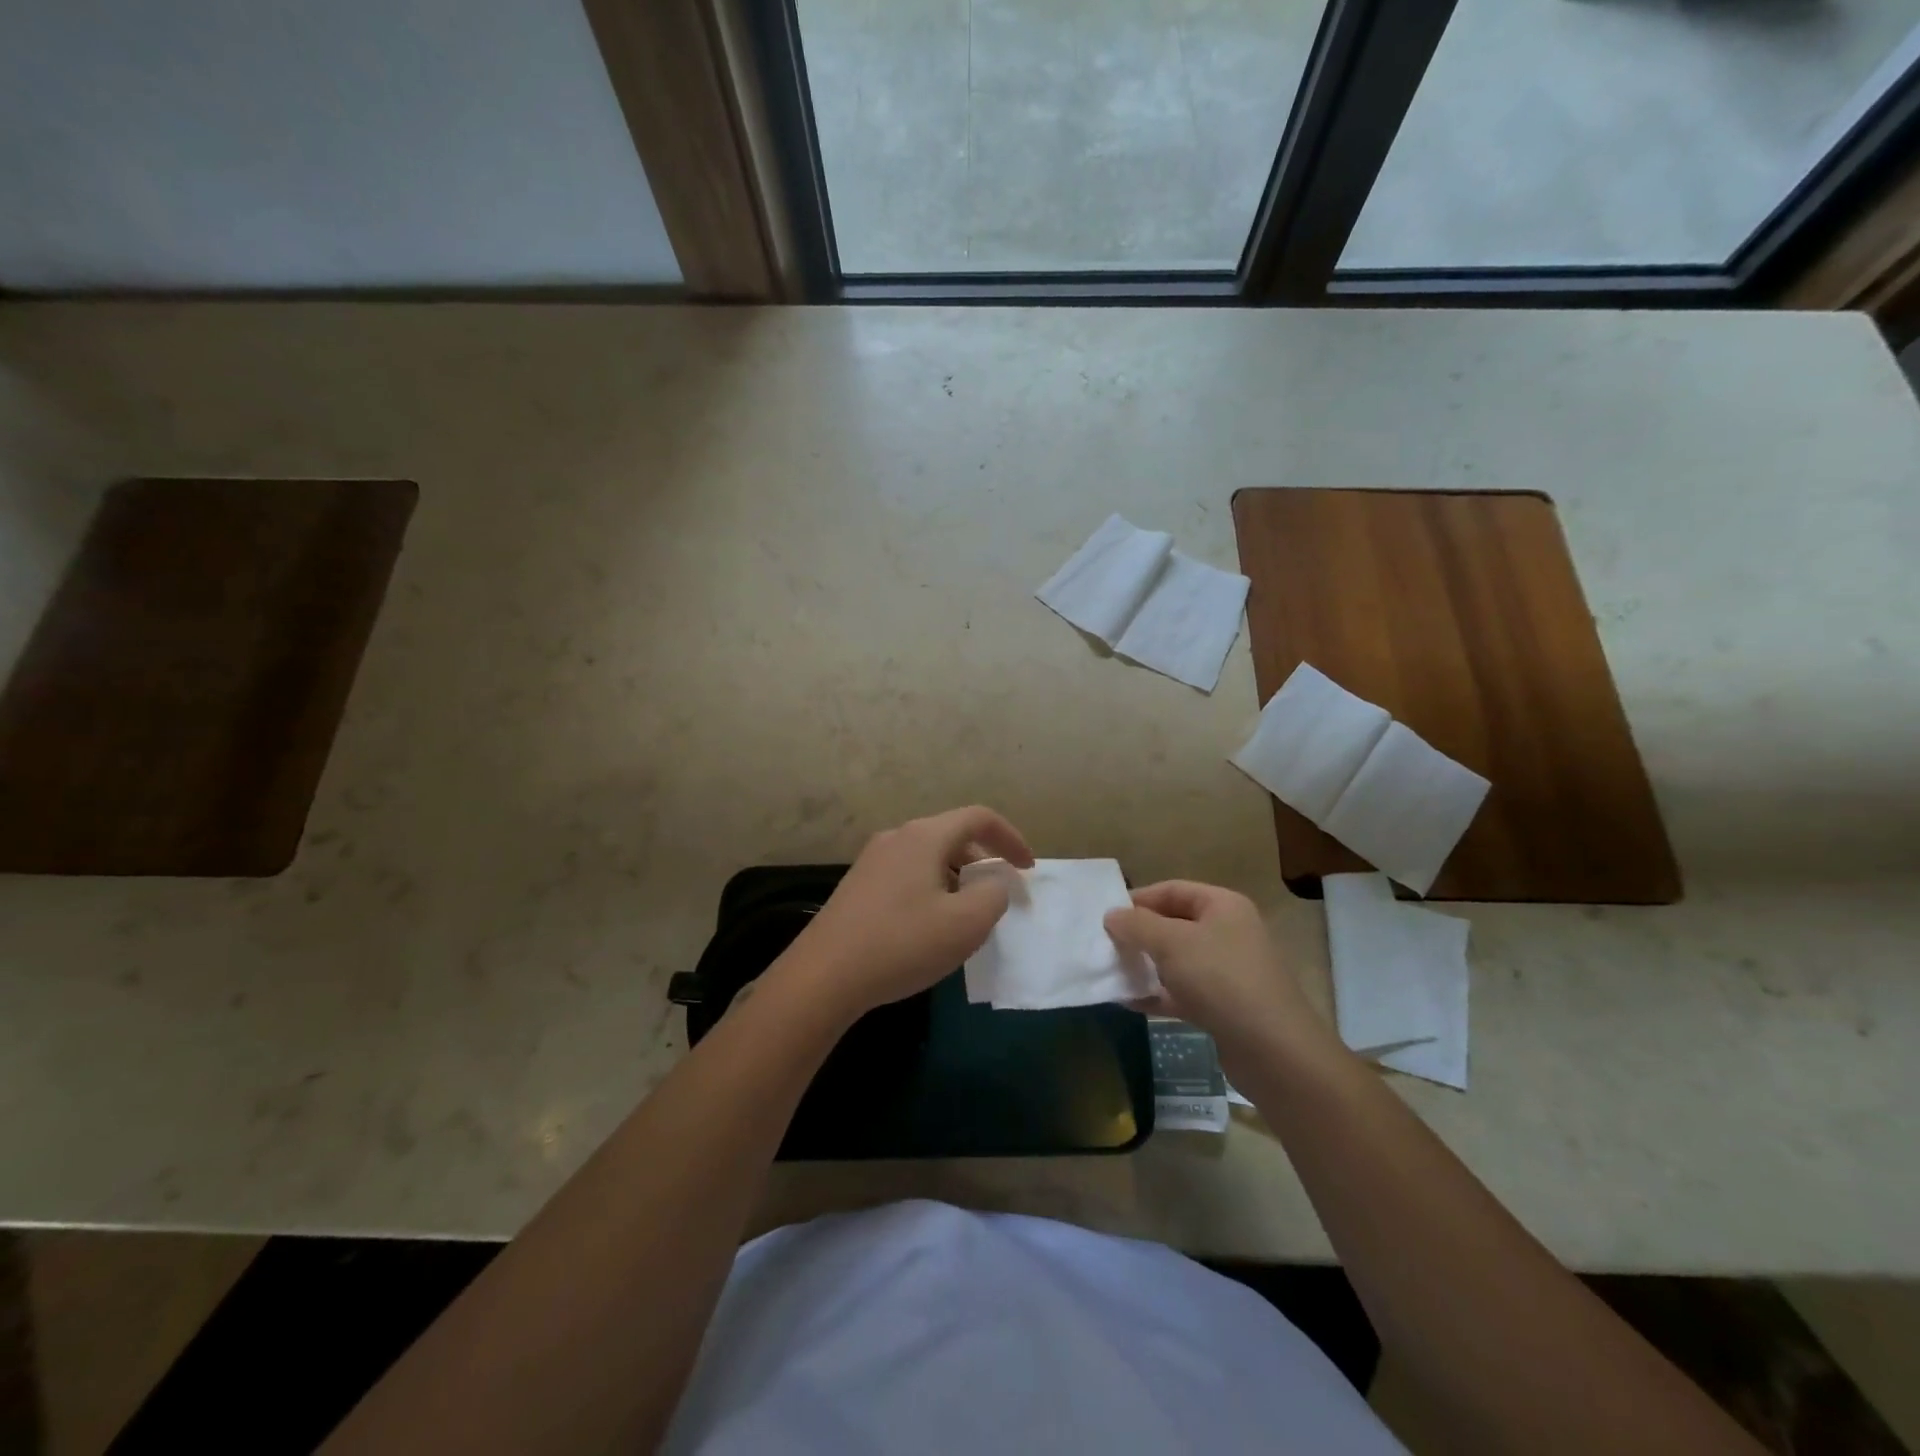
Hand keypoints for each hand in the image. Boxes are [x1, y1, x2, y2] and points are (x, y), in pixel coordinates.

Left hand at [776, 806, 1034, 1022]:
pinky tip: (930, 925)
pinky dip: (933, 887)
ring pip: (929, 856)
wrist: (824, 976)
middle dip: (984, 860)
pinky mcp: (858, 885)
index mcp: (924, 836)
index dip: (1011, 839)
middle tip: (1000, 894)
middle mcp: (896, 837)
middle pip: (953, 835)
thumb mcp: (965, 924)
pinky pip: (908, 874)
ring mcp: (872, 860)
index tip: (1028, 869)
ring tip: (968, 913)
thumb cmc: (902, 943)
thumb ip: (994, 895)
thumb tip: (993, 882)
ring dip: (958, 876)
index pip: (979, 818)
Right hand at [1105, 881, 1339, 1076]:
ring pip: (1177, 960)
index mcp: (1222, 906)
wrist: (1273, 1050)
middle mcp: (1228, 932)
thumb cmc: (1220, 980)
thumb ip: (1136, 925)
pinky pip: (1183, 992)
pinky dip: (1158, 994)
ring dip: (1146, 965)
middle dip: (1139, 935)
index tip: (1106, 916)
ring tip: (1112, 973)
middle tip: (1105, 946)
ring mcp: (1228, 971)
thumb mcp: (1171, 943)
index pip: (1172, 890)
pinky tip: (1129, 1002)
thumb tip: (1112, 915)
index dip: (1138, 900)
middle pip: (1174, 924)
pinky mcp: (1224, 1006)